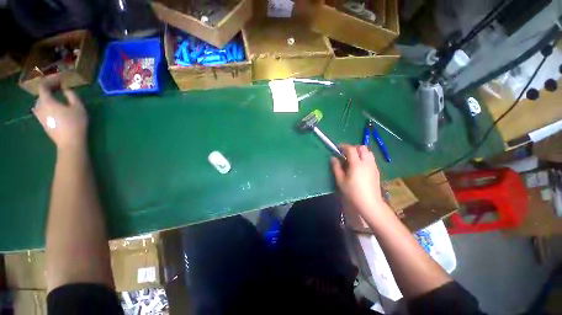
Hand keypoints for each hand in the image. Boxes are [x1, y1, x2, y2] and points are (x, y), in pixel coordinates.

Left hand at [32, 76, 87, 150]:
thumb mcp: (78, 107)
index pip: (43, 85)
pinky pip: (41, 110)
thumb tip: (66, 89)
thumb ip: (72, 95)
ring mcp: (40, 116)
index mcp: (47, 101)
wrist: (69, 142)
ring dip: (47, 97)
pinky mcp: (43, 123)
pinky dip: (46, 105)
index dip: (50, 80)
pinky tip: (54, 108)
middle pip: (41, 94)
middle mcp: (39, 107)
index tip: (60, 79)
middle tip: (59, 87)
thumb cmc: (75, 123)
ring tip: (57, 97)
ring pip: (40, 102)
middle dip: (49, 89)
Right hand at [331, 144, 386, 218]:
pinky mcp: (376, 171)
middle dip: (353, 147)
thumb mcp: (341, 180)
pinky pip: (371, 158)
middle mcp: (367, 162)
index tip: (337, 147)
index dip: (343, 146)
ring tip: (353, 159)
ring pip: (368, 152)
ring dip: (360, 152)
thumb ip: (336, 167)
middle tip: (345, 153)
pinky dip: (364, 157)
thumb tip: (333, 158)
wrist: (370, 203)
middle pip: (362, 147)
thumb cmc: (353, 192)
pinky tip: (359, 166)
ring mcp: (373, 166)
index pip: (351, 149)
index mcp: (357, 164)